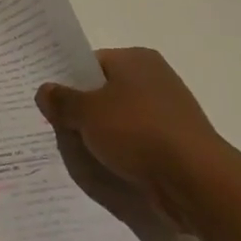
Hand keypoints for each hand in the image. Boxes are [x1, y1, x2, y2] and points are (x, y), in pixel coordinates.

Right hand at [36, 48, 224, 232]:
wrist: (196, 181)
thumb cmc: (138, 132)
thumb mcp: (87, 113)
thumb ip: (61, 100)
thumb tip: (44, 91)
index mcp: (136, 59)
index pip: (91, 63)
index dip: (68, 81)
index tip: (50, 102)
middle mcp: (155, 78)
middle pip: (105, 91)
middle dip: (83, 111)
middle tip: (57, 128)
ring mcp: (169, 112)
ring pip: (121, 119)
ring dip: (102, 135)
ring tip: (79, 151)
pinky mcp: (177, 143)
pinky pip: (138, 142)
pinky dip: (123, 152)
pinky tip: (107, 166)